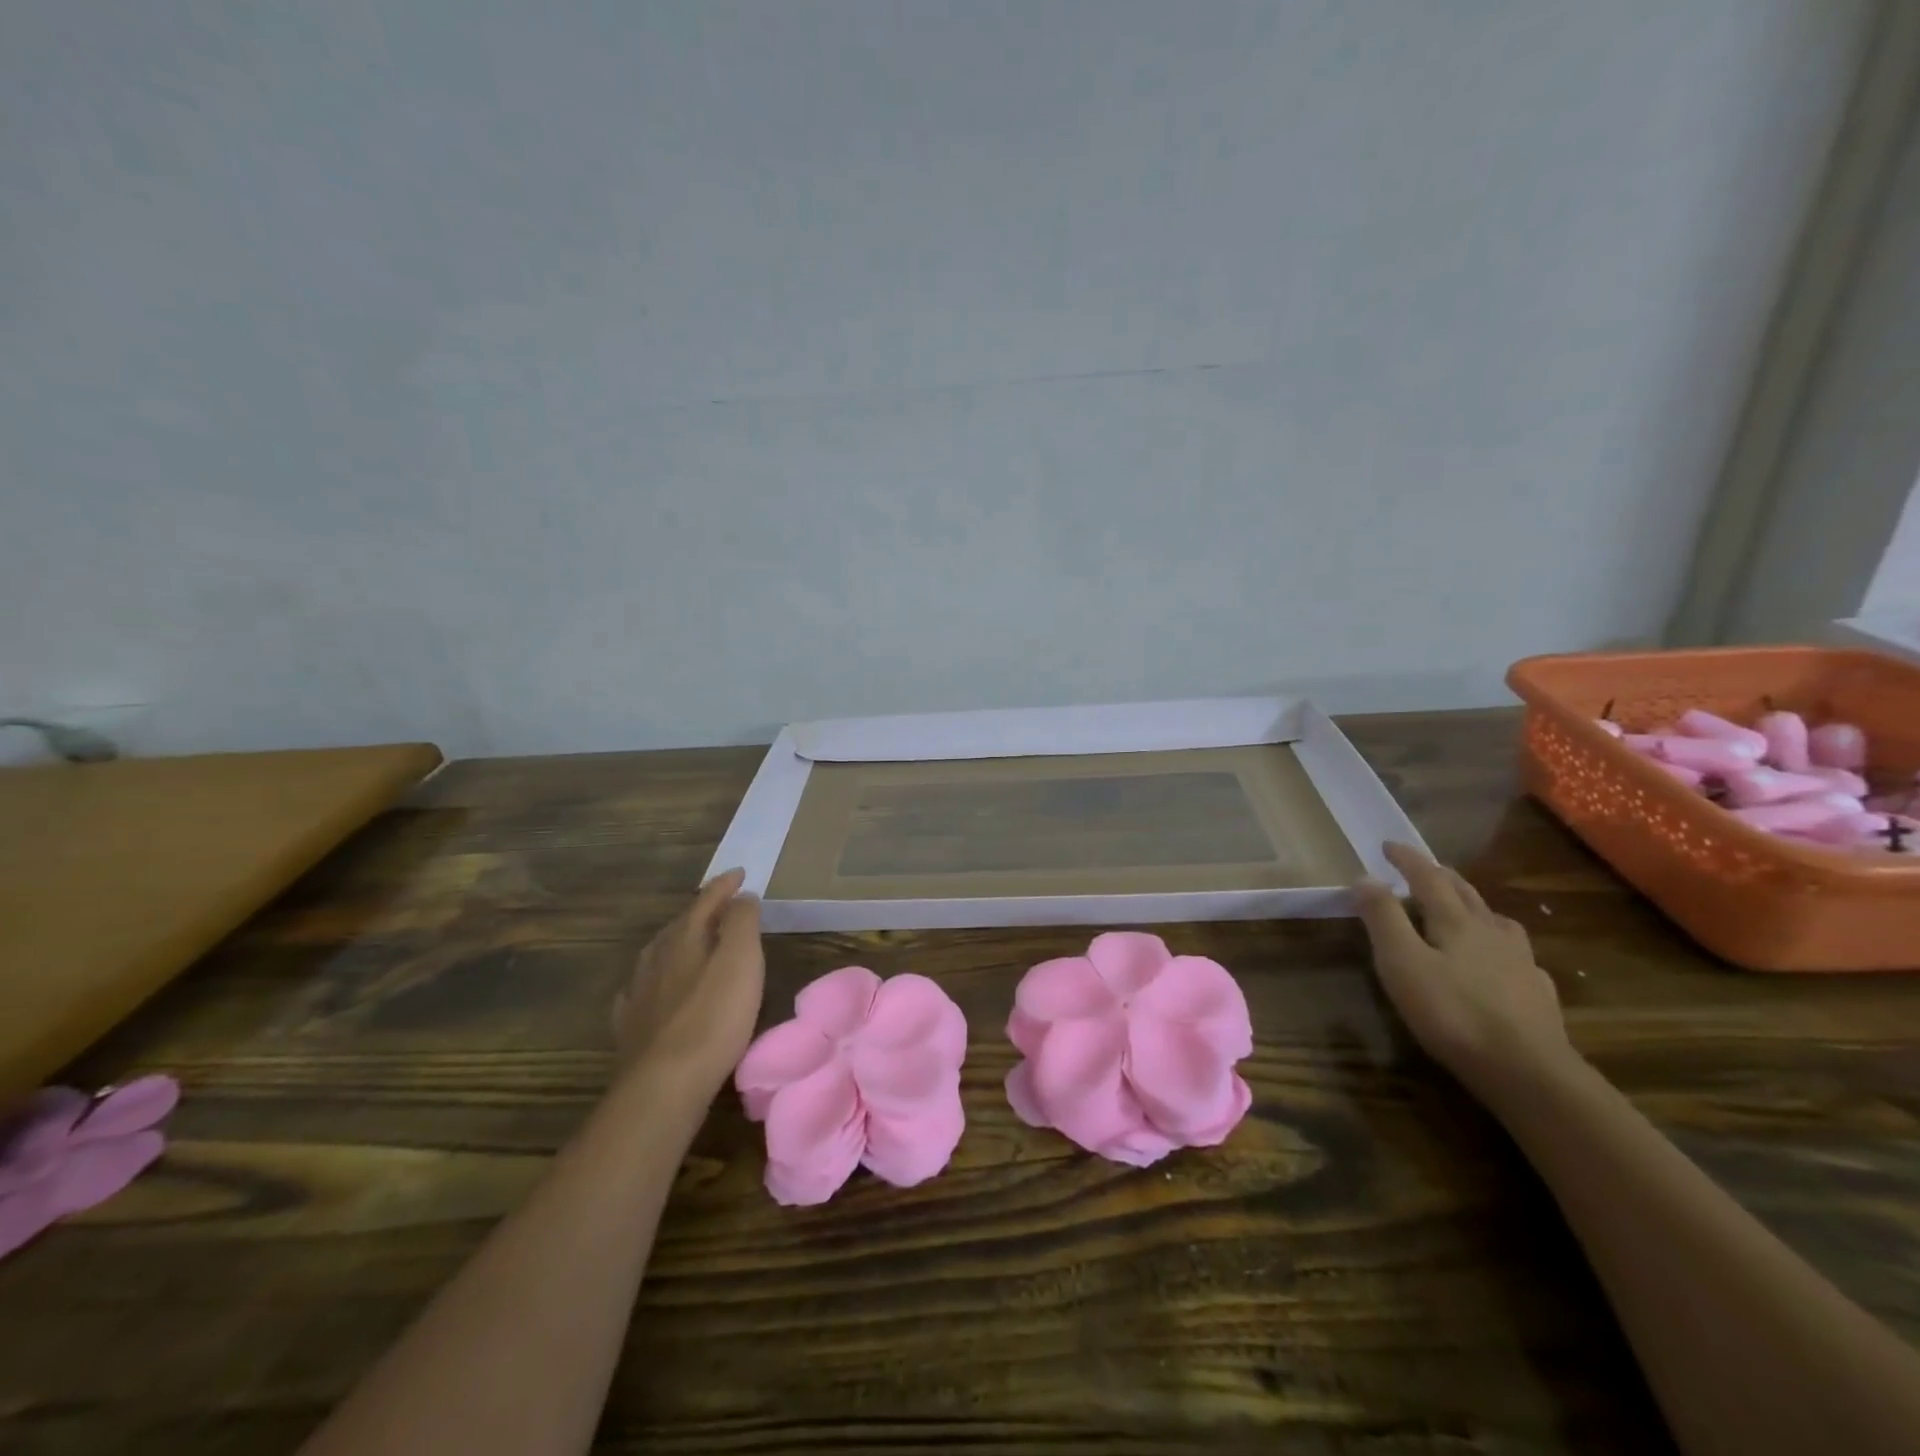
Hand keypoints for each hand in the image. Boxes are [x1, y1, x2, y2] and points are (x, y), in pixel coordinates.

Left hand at [612, 869, 764, 1098]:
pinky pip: (641, 989)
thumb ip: (742, 922)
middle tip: (722, 905)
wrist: (665, 1084)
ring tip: (691, 941)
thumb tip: (741, 896)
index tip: (740, 873)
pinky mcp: (631, 1027)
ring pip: (658, 954)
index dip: (725, 885)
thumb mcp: (742, 960)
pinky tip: (653, 988)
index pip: (706, 900)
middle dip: (701, 911)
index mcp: (684, 937)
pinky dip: (654, 978)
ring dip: (677, 942)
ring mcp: (639, 992)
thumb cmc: (714, 1017)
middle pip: (680, 924)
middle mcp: (656, 957)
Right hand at [1353, 842, 1570, 1097]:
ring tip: (1463, 910)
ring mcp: (1520, 962)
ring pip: (1496, 920)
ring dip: (1474, 906)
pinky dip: (1500, 945)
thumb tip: (1366, 878)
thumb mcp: (1401, 962)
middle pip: (1465, 892)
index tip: (1387, 845)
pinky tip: (1500, 962)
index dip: (1407, 858)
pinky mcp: (1537, 993)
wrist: (1528, 1071)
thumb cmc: (1452, 1012)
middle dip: (1440, 876)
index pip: (1428, 877)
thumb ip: (1383, 918)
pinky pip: (1517, 955)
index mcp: (1456, 921)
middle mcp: (1491, 931)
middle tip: (1421, 869)